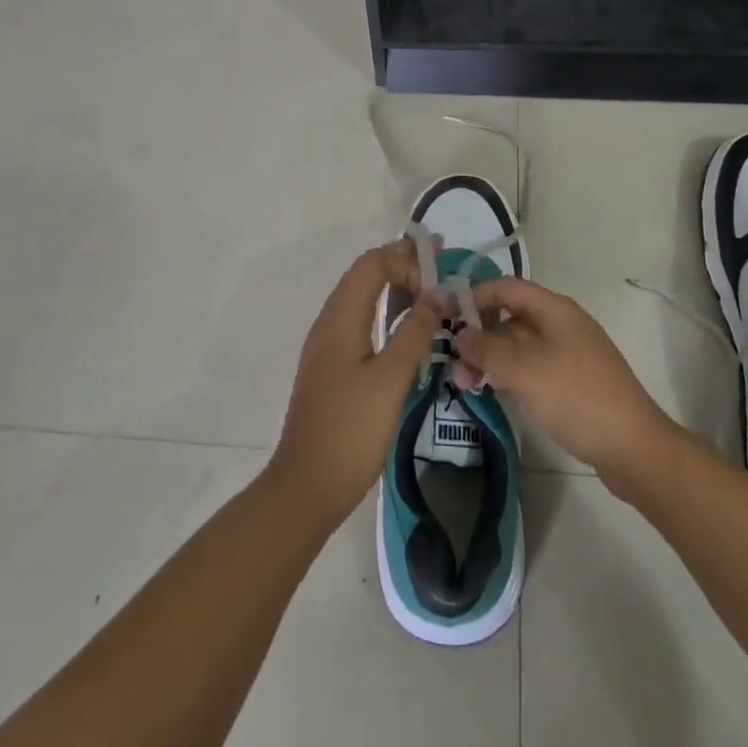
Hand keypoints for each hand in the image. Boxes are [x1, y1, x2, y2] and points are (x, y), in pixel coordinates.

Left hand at [268, 239, 443, 528]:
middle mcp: (330, 321)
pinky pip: (361, 320)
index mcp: (341, 317)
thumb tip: (439, 293)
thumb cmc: (351, 430)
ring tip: (431, 290)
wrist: (306, 486)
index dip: (406, 260)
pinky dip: (386, 311)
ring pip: (363, 297)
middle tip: (441, 264)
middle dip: (403, 264)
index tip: (440, 276)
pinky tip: (408, 327)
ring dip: (395, 287)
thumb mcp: (391, 379)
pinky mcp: (332, 366)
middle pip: (366, 274)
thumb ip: (415, 331)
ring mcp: (328, 344)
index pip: (373, 263)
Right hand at [452, 277, 679, 486]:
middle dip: (478, 334)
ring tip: (463, 383)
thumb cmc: (578, 398)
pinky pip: (531, 367)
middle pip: (511, 317)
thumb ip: (488, 349)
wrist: (634, 449)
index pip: (507, 287)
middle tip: (451, 362)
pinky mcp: (570, 383)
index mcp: (555, 310)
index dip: (475, 296)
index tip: (446, 317)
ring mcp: (567, 354)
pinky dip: (508, 374)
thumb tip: (459, 333)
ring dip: (490, 358)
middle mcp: (561, 325)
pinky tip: (489, 391)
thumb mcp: (526, 371)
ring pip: (518, 346)